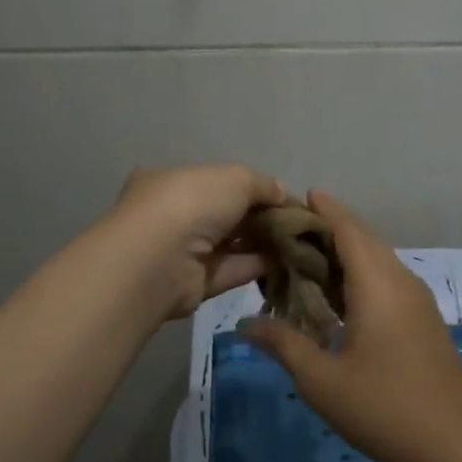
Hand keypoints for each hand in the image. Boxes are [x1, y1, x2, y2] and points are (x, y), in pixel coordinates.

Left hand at [102, 164, 285, 319]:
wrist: (160, 259)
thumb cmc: (192, 204)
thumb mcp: (235, 178)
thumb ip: (262, 184)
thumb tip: (282, 192)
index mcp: (173, 182)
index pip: (217, 182)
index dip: (251, 188)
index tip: (282, 196)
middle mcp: (174, 215)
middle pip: (225, 214)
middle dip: (260, 216)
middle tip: (297, 222)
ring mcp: (183, 251)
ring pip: (231, 244)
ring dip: (263, 242)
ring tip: (301, 242)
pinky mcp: (195, 284)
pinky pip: (232, 270)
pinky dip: (258, 265)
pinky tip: (288, 261)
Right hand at [243, 191, 461, 461]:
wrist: (459, 446)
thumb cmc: (386, 408)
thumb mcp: (322, 381)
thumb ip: (284, 345)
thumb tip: (246, 323)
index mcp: (378, 285)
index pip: (349, 229)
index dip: (325, 209)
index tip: (298, 195)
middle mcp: (401, 282)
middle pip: (365, 239)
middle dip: (330, 228)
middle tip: (290, 229)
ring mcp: (417, 301)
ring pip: (378, 260)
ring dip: (346, 252)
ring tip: (307, 258)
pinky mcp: (423, 320)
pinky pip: (387, 280)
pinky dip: (360, 274)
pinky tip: (338, 296)